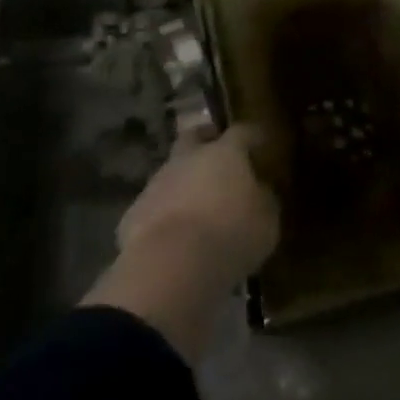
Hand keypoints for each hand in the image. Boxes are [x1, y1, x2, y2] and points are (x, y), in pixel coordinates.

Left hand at [117, 124, 279, 288]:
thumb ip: (264, 200)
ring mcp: (157, 183)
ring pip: (172, 172)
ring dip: (183, 182)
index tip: (261, 143)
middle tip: (219, 157)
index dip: (253, 137)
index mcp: (224, 152)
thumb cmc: (230, 236)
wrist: (169, 267)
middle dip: (205, 142)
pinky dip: (164, 214)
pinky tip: (173, 236)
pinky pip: (154, 207)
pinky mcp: (134, 214)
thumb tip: (261, 192)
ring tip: (197, 206)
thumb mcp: (266, 221)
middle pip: (195, 136)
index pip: (242, 132)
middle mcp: (188, 158)